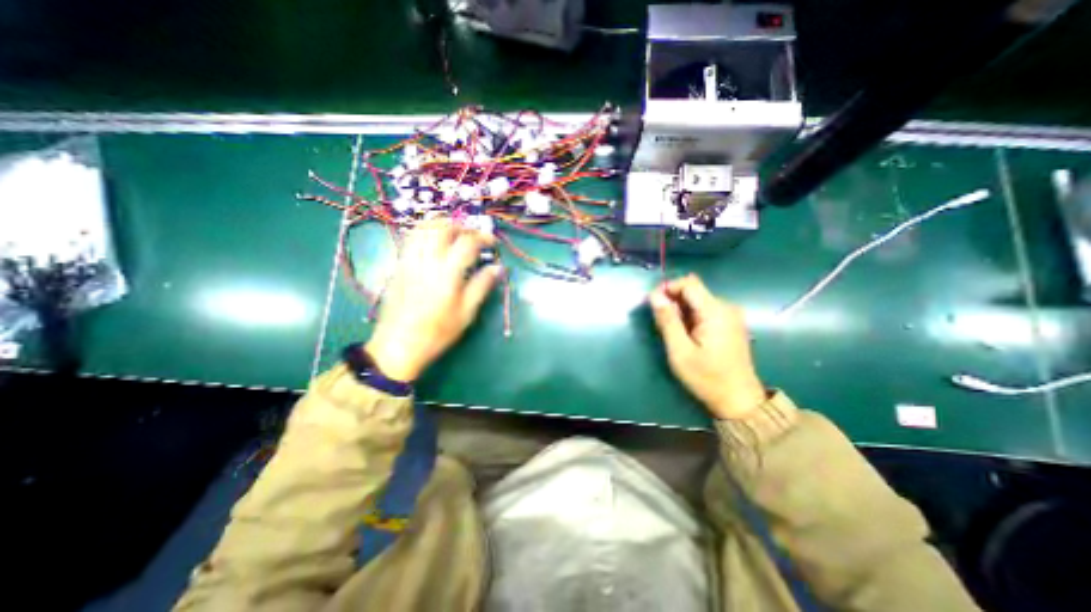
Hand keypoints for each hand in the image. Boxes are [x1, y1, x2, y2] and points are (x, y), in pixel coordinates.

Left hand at [366, 219, 502, 381]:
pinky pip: (412, 237)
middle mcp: (427, 261)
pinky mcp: (399, 265)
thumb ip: (482, 286)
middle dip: (463, 226)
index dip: (483, 238)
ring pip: (424, 228)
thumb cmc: (437, 332)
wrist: (399, 345)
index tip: (492, 243)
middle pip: (443, 228)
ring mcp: (409, 260)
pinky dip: (426, 231)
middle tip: (475, 236)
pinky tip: (435, 241)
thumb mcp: (466, 313)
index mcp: (447, 273)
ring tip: (456, 233)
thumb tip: (497, 268)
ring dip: (443, 224)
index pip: (467, 243)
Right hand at [645, 273, 764, 419]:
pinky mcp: (731, 323)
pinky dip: (692, 317)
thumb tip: (654, 295)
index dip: (668, 288)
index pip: (689, 283)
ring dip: (681, 311)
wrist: (739, 401)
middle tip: (662, 325)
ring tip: (674, 333)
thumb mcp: (680, 351)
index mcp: (715, 311)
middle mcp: (726, 307)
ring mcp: (731, 315)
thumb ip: (667, 320)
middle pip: (693, 291)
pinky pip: (706, 310)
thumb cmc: (706, 377)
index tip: (654, 305)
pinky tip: (687, 335)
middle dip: (673, 302)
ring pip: (698, 301)